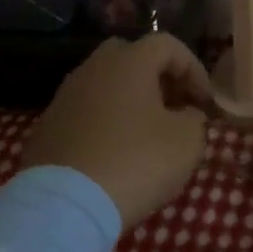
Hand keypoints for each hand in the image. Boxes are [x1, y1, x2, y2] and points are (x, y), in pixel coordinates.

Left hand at [21, 34, 212, 228]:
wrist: (64, 205)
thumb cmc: (135, 163)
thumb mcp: (186, 142)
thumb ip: (194, 118)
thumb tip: (185, 114)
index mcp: (129, 61)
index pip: (169, 45)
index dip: (194, 69)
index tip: (204, 103)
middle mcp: (94, 67)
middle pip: (133, 57)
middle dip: (158, 78)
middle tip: (174, 108)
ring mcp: (66, 94)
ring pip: (106, 84)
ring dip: (130, 100)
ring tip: (145, 133)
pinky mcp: (48, 124)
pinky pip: (86, 111)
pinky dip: (105, 122)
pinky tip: (114, 152)